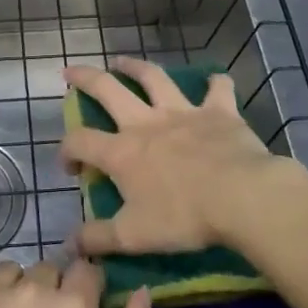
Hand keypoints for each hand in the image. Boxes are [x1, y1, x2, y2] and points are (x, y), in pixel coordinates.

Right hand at [62, 57, 296, 255]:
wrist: (241, 197)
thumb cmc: (183, 217)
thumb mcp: (133, 237)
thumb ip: (97, 239)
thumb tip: (68, 245)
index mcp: (122, 153)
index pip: (80, 142)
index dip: (66, 150)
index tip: (69, 167)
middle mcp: (146, 123)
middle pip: (107, 90)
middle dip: (84, 79)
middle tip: (70, 72)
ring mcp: (183, 113)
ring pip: (153, 78)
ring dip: (135, 67)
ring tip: (122, 61)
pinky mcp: (218, 112)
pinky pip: (218, 90)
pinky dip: (216, 82)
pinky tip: (216, 78)